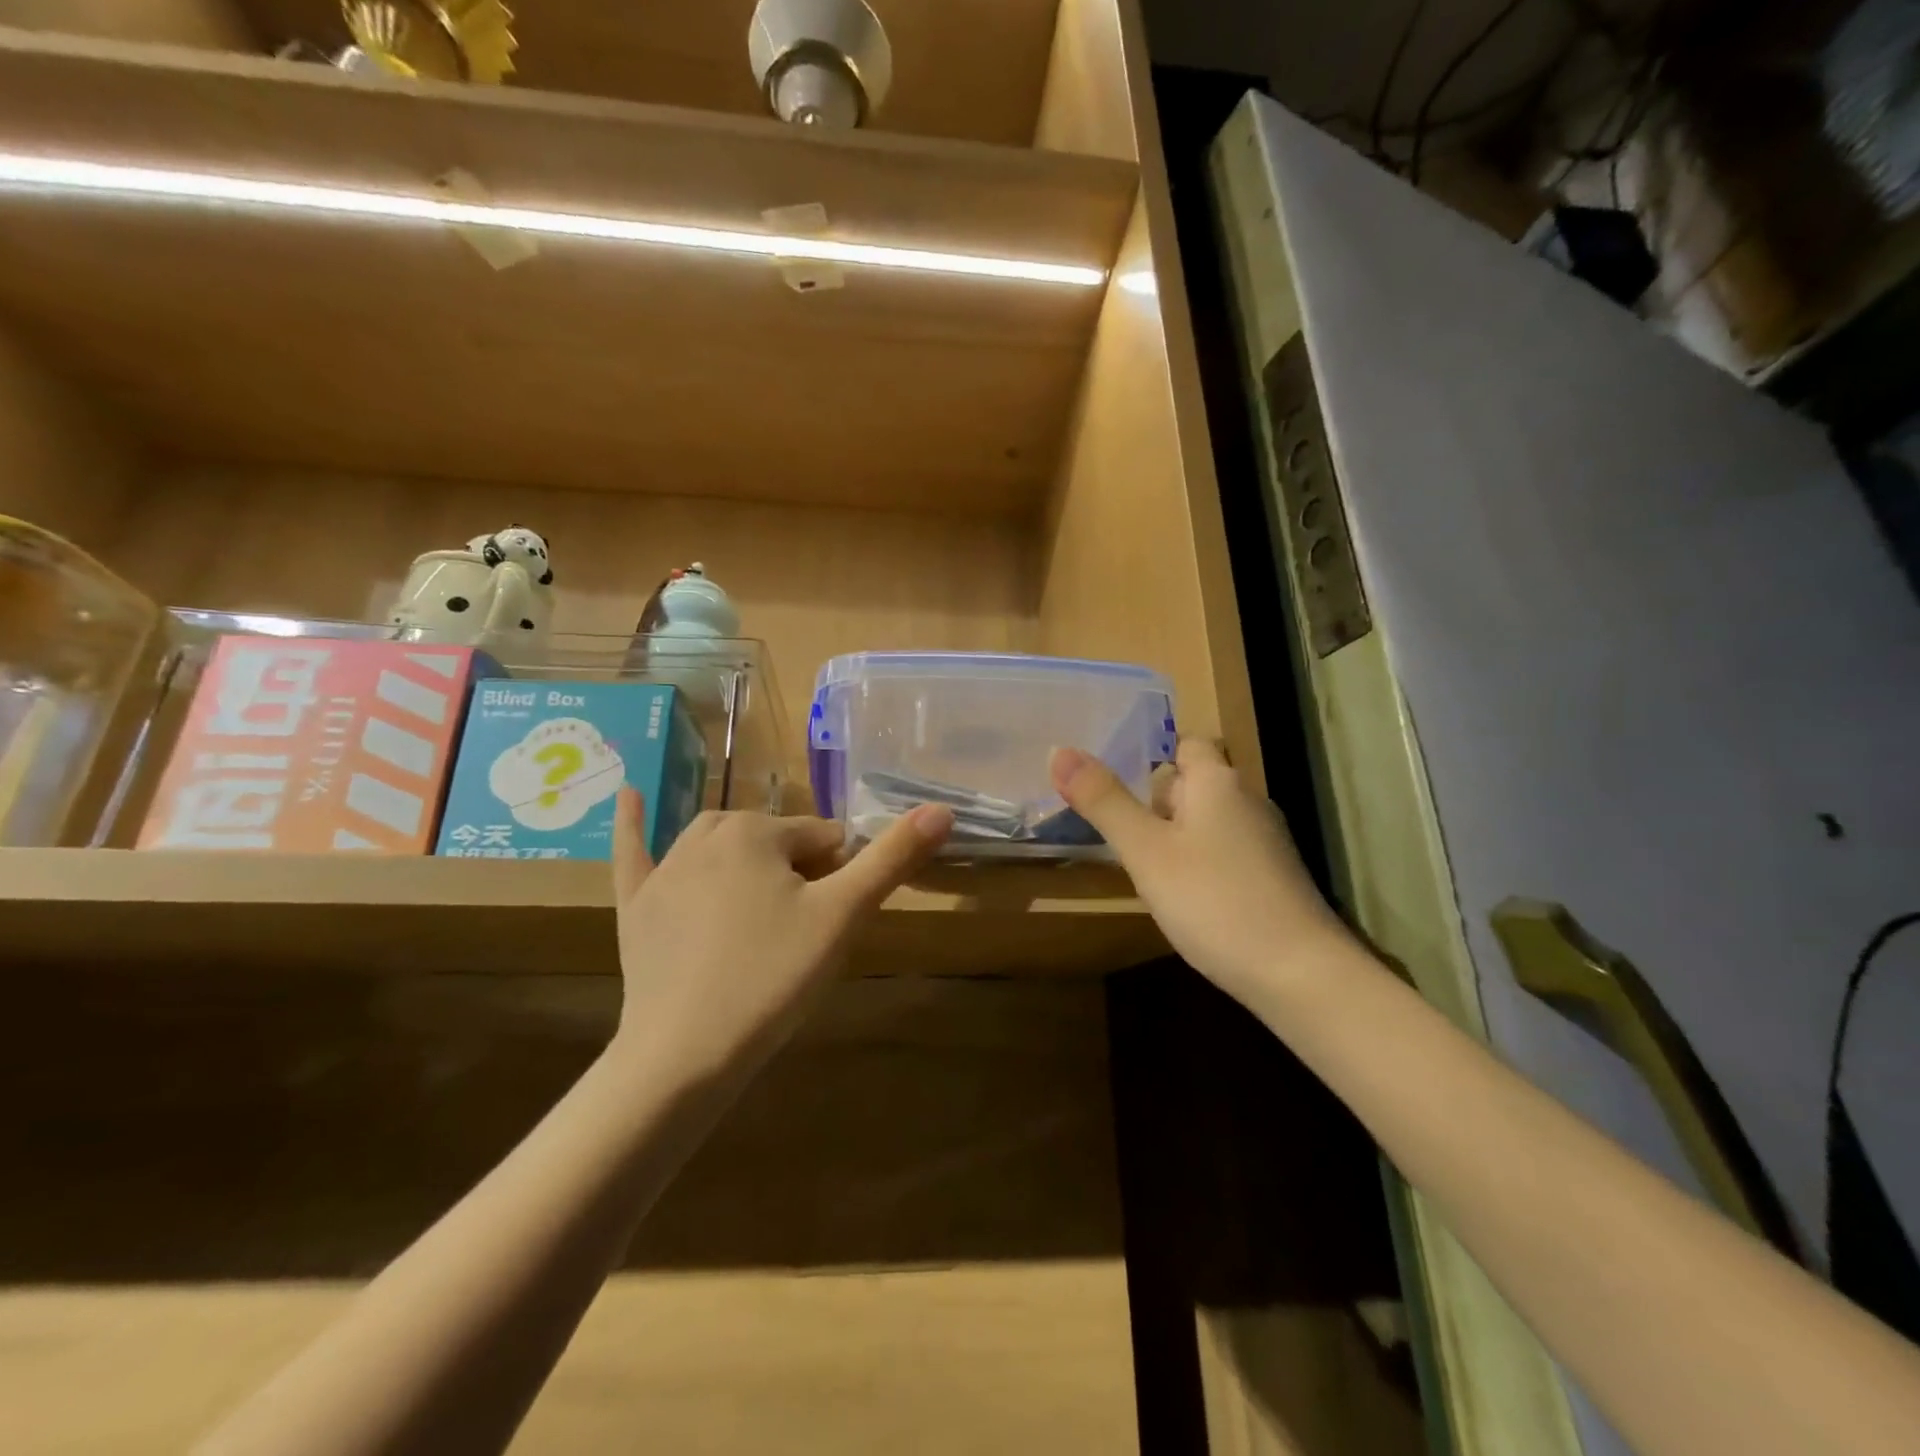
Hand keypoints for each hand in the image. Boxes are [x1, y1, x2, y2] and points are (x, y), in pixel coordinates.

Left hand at [607, 790, 952, 1078]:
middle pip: (774, 841)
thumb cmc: (772, 977)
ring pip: (721, 844)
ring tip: (763, 909)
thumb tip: (943, 809)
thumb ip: (892, 858)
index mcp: (757, 831)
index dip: (838, 878)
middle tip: (800, 933)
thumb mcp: (843, 915)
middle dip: (797, 873)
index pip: (823, 838)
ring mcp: (665, 868)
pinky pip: (634, 850)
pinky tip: (630, 793)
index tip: (830, 924)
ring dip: (747, 861)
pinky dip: (633, 823)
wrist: (685, 1053)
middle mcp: (707, 834)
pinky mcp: (636, 902)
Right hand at [1050, 741, 1350, 995]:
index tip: (1113, 778)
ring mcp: (1265, 840)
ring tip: (1139, 860)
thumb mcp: (1145, 851)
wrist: (1298, 974)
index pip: (1186, 744)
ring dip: (1175, 832)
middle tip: (1114, 824)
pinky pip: (1224, 850)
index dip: (1151, 753)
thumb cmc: (1213, 900)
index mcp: (1218, 781)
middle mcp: (1247, 800)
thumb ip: (1103, 801)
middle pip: (1196, 782)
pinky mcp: (1273, 876)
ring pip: (1209, 819)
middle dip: (1155, 798)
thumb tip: (1059, 750)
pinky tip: (1182, 893)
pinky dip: (1198, 860)